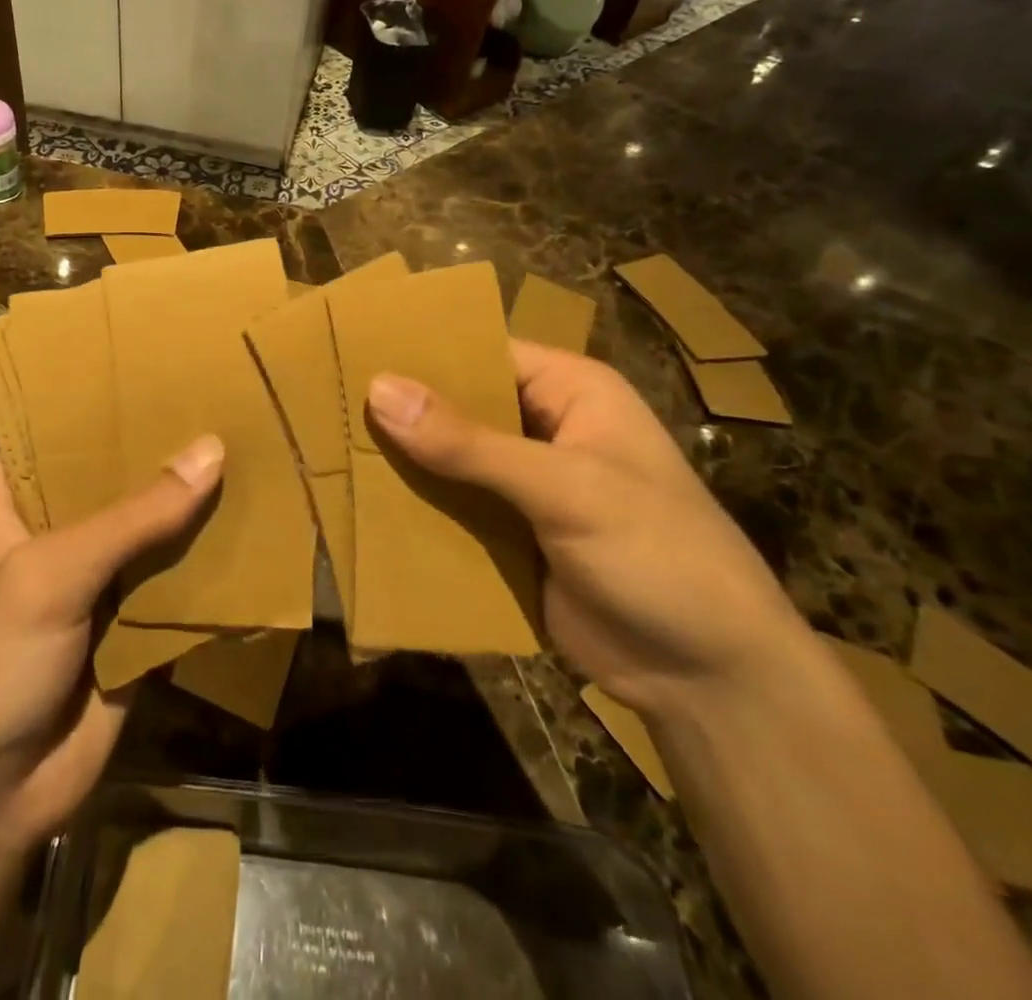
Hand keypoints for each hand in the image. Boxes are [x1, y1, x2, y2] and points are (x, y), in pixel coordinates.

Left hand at [0, 436, 224, 858]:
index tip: (167, 363)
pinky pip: (177, 581)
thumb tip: (213, 448)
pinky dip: (211, 560)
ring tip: (256, 443)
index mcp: (13, 499)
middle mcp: (56, 529)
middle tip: (229, 397)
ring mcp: (96, 578)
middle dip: (167, 448)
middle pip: (118, 475)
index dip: (107, 399)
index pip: (61, 429)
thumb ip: (134, 516)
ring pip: (154, 527)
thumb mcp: (51, 573)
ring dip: (197, 502)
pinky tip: (258, 521)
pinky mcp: (131, 624)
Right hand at [367, 340, 809, 716]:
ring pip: (447, 459)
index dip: (422, 352)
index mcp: (569, 392)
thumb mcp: (565, 489)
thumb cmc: (658, 555)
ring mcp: (522, 485)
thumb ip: (470, 444)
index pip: (483, 352)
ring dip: (400, 461)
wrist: (708, 679)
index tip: (351, 351)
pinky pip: (450, 508)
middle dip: (400, 410)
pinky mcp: (508, 535)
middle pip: (457, 406)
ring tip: (326, 449)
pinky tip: (360, 506)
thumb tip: (378, 388)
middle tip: (323, 402)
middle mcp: (541, 428)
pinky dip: (414, 507)